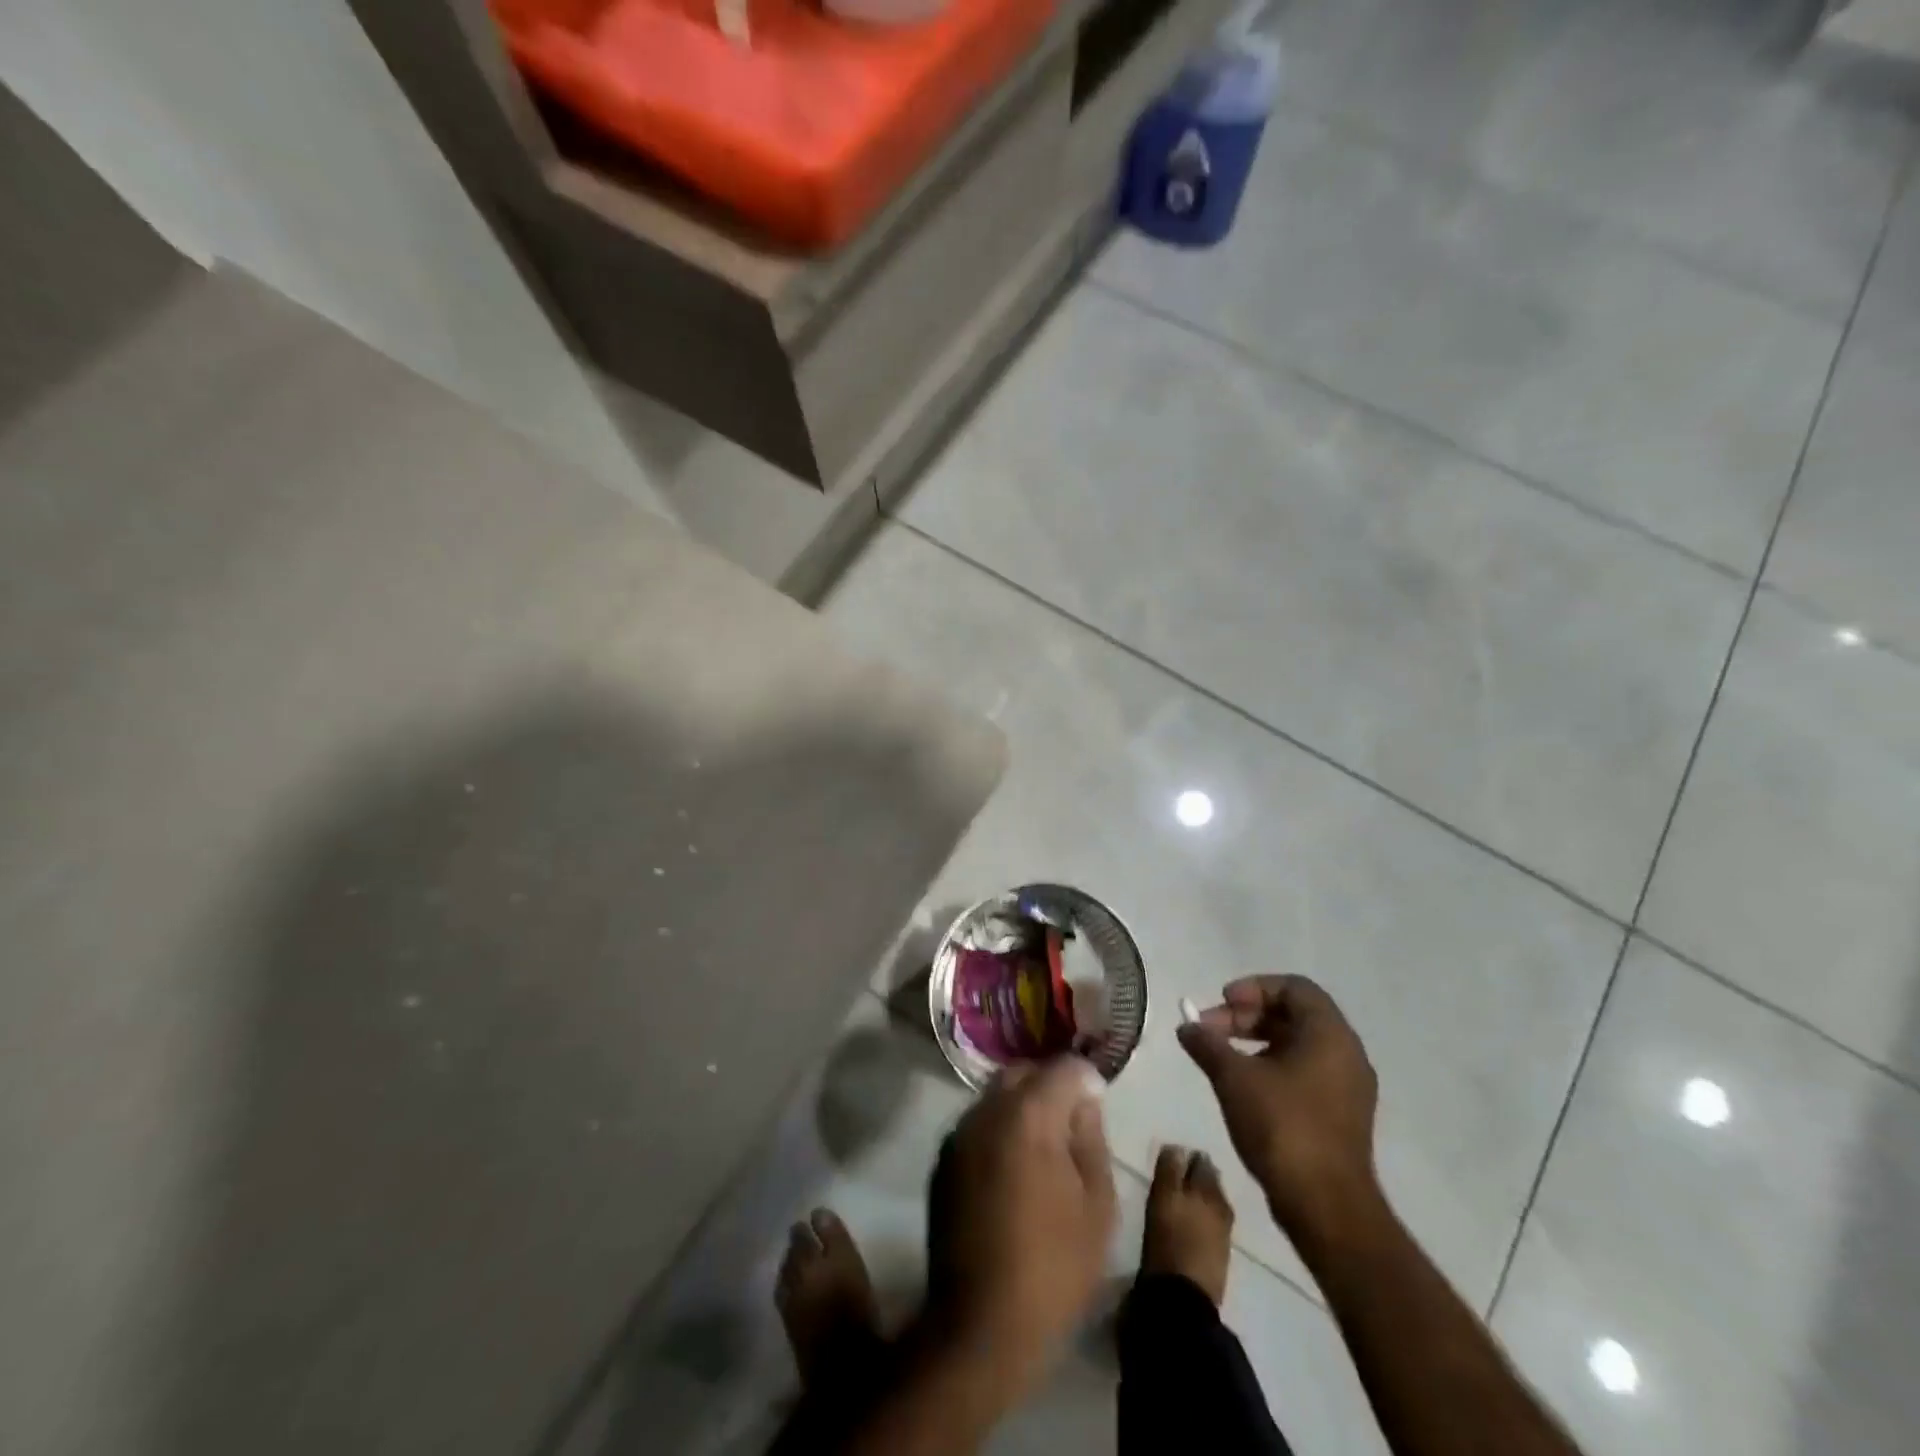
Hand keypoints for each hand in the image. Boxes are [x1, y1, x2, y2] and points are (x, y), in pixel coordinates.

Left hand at [924, 1058, 1116, 1381]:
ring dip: (1022, 1106)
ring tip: (1043, 1146)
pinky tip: (1013, 1167)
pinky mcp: (943, 1158)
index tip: (1099, 1102)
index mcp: (1029, 1115)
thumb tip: (1085, 1102)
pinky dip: (999, 1129)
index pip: (1063, 1068)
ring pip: (996, 1095)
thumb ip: (1092, 1139)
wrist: (981, 1323)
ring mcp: (959, 1133)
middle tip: (1072, 1121)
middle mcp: (987, 1110)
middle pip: (1024, 1073)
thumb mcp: (1098, 1206)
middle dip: (1050, 1085)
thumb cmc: (1053, 1268)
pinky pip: (978, 1124)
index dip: (1087, 1079)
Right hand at [1176, 976, 1380, 1241]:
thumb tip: (1186, 1026)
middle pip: (1294, 1013)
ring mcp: (1348, 1086)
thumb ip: (1207, 1043)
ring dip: (1256, 1041)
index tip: (1221, 1003)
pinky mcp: (1342, 1114)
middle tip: (1210, 1031)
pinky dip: (1272, 1065)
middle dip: (1247, 1016)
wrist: (1326, 1207)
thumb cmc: (1282, 1127)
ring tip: (1221, 1058)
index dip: (1253, 988)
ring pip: (1298, 1043)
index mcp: (1329, 1034)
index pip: (1293, 987)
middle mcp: (1346, 1053)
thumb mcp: (1234, 1077)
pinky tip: (1243, 1086)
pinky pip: (1305, 1070)